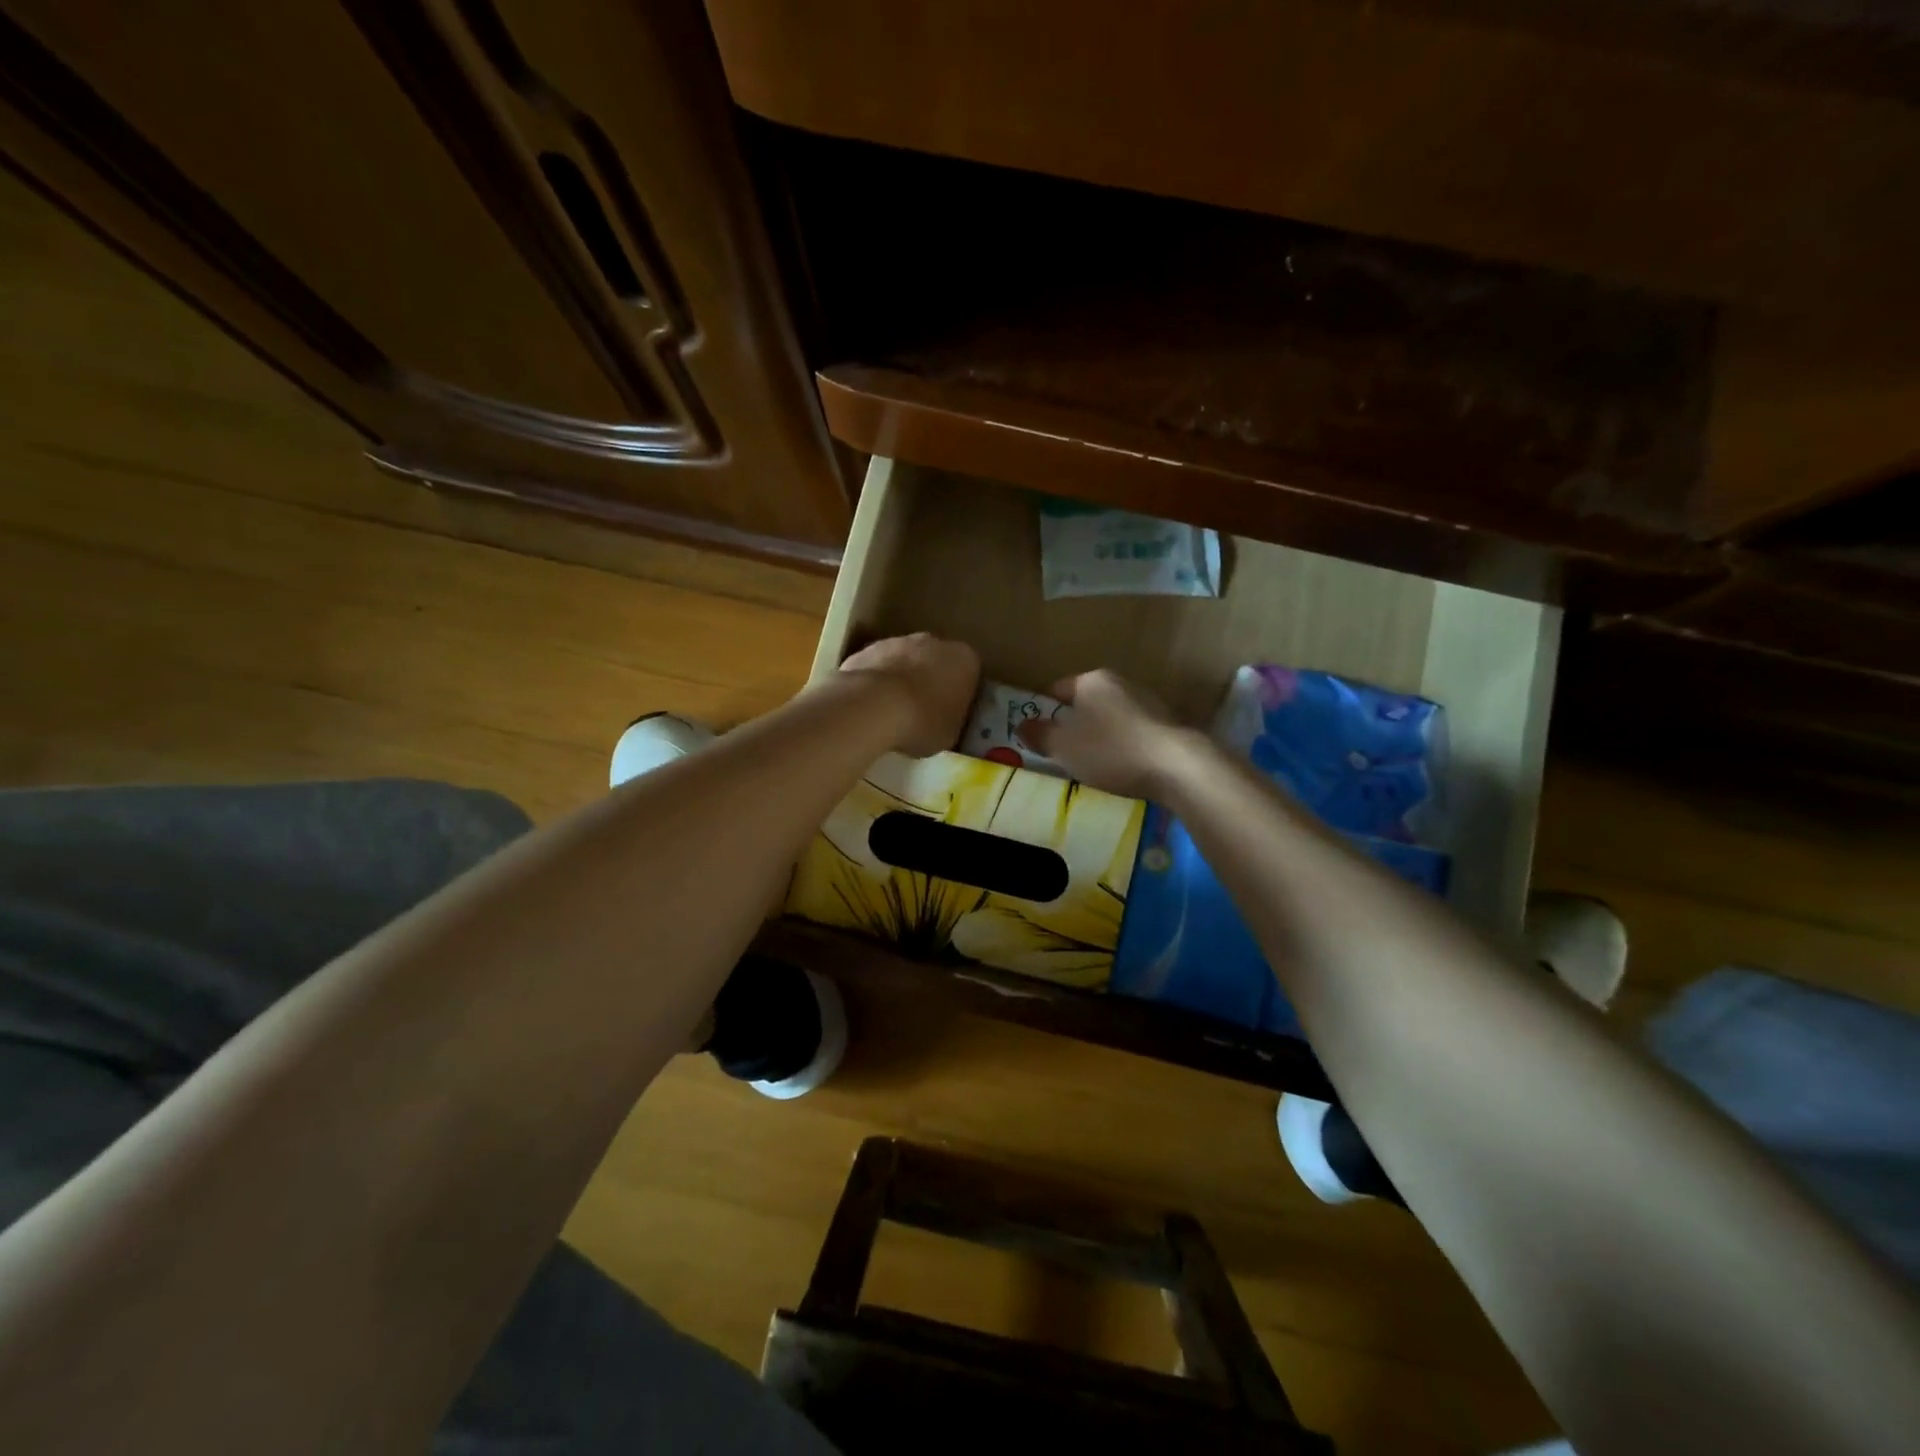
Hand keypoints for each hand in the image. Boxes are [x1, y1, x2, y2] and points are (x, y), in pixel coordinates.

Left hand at [838, 633, 980, 757]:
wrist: (874, 706)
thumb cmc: (923, 721)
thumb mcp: (951, 733)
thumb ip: (952, 718)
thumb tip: (945, 718)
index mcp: (964, 659)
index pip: (970, 673)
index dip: (960, 693)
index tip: (951, 712)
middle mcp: (934, 642)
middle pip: (936, 660)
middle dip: (930, 680)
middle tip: (922, 711)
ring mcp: (897, 641)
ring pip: (905, 660)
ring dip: (902, 679)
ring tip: (892, 711)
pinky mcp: (867, 649)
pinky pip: (879, 667)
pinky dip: (877, 682)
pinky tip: (871, 705)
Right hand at [1016, 670, 1195, 798]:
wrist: (1176, 767)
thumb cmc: (1110, 751)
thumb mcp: (1063, 747)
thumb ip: (1039, 735)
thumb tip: (1021, 725)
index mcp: (1092, 680)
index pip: (1059, 689)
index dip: (1045, 710)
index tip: (1039, 732)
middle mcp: (1121, 682)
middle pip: (1087, 702)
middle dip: (1074, 724)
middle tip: (1063, 751)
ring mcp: (1148, 702)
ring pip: (1112, 717)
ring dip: (1101, 735)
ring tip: (1093, 763)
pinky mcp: (1167, 725)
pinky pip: (1134, 733)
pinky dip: (1124, 746)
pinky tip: (1123, 767)